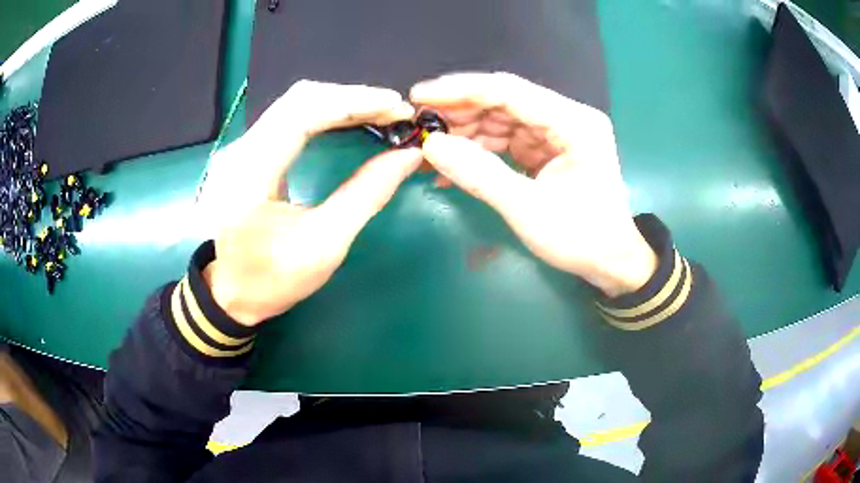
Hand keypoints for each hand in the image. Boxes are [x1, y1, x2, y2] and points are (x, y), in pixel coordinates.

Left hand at [197, 81, 422, 325]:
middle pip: (298, 100)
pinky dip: (324, 114)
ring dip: (339, 103)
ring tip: (380, 113)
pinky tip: (350, 121)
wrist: (231, 293)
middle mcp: (239, 151)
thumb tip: (408, 156)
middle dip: (351, 98)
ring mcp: (240, 148)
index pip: (301, 114)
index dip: (352, 102)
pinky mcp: (247, 152)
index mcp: (250, 176)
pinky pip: (288, 117)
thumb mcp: (324, 246)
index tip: (395, 105)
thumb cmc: (273, 280)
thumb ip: (366, 195)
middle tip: (394, 111)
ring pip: (294, 104)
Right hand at [411, 73, 656, 296]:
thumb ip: (479, 174)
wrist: (611, 263)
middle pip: (503, 102)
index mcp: (574, 123)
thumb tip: (431, 145)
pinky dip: (478, 150)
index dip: (461, 90)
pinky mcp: (546, 149)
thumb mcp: (529, 209)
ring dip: (464, 132)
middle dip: (459, 112)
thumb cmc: (581, 239)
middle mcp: (565, 118)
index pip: (510, 91)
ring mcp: (556, 133)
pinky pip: (505, 140)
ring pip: (500, 119)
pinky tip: (451, 164)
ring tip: (429, 149)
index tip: (419, 95)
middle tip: (419, 126)